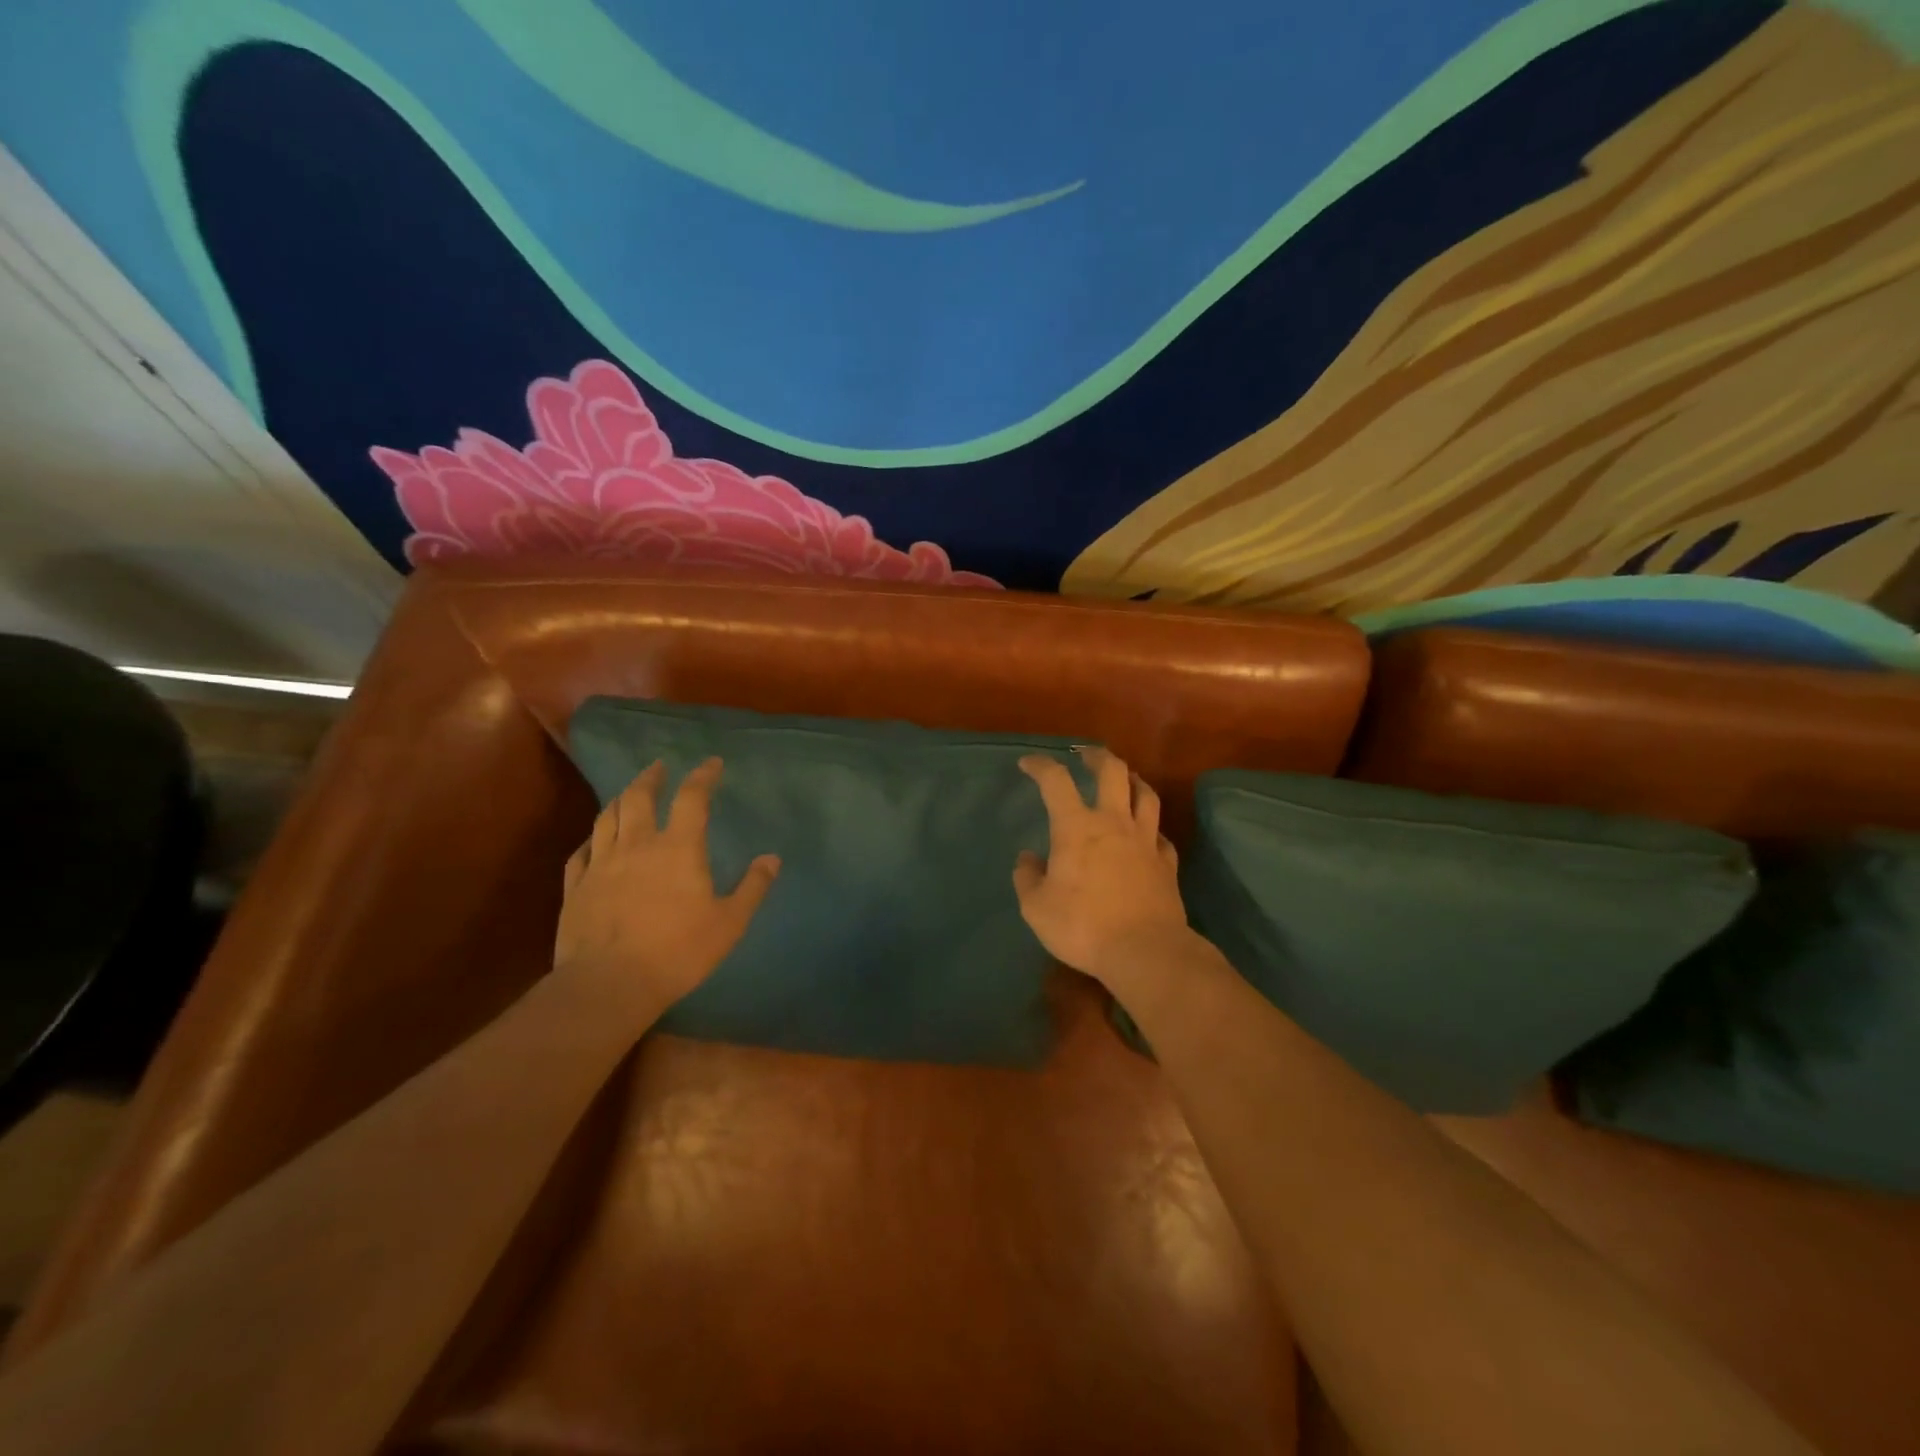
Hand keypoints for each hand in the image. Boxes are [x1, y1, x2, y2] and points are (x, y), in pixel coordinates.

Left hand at [553, 757, 778, 1021]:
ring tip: (629, 793)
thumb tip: (772, 859)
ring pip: (607, 818)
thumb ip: (752, 888)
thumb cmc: (678, 952)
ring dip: (621, 799)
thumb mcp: (729, 923)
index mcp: (678, 849)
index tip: (712, 763)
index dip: (703, 776)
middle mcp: (637, 846)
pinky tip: (593, 841)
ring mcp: (601, 864)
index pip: (692, 798)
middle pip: (640, 798)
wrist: (609, 984)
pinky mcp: (576, 888)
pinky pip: (580, 853)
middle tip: (659, 767)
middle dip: (651, 777)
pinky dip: (591, 839)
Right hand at [1013, 748, 1194, 993]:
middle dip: (1096, 757)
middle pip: (1112, 772)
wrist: (1145, 951)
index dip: (1041, 766)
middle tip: (1085, 755)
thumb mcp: (1036, 908)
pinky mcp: (1167, 863)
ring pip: (1145, 795)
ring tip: (1125, 779)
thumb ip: (1028, 878)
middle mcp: (1114, 823)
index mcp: (1076, 828)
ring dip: (1133, 780)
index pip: (1056, 781)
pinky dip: (1151, 828)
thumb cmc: (1083, 926)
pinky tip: (1147, 834)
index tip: (1028, 764)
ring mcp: (1145, 841)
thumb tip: (1028, 858)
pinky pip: (1161, 834)